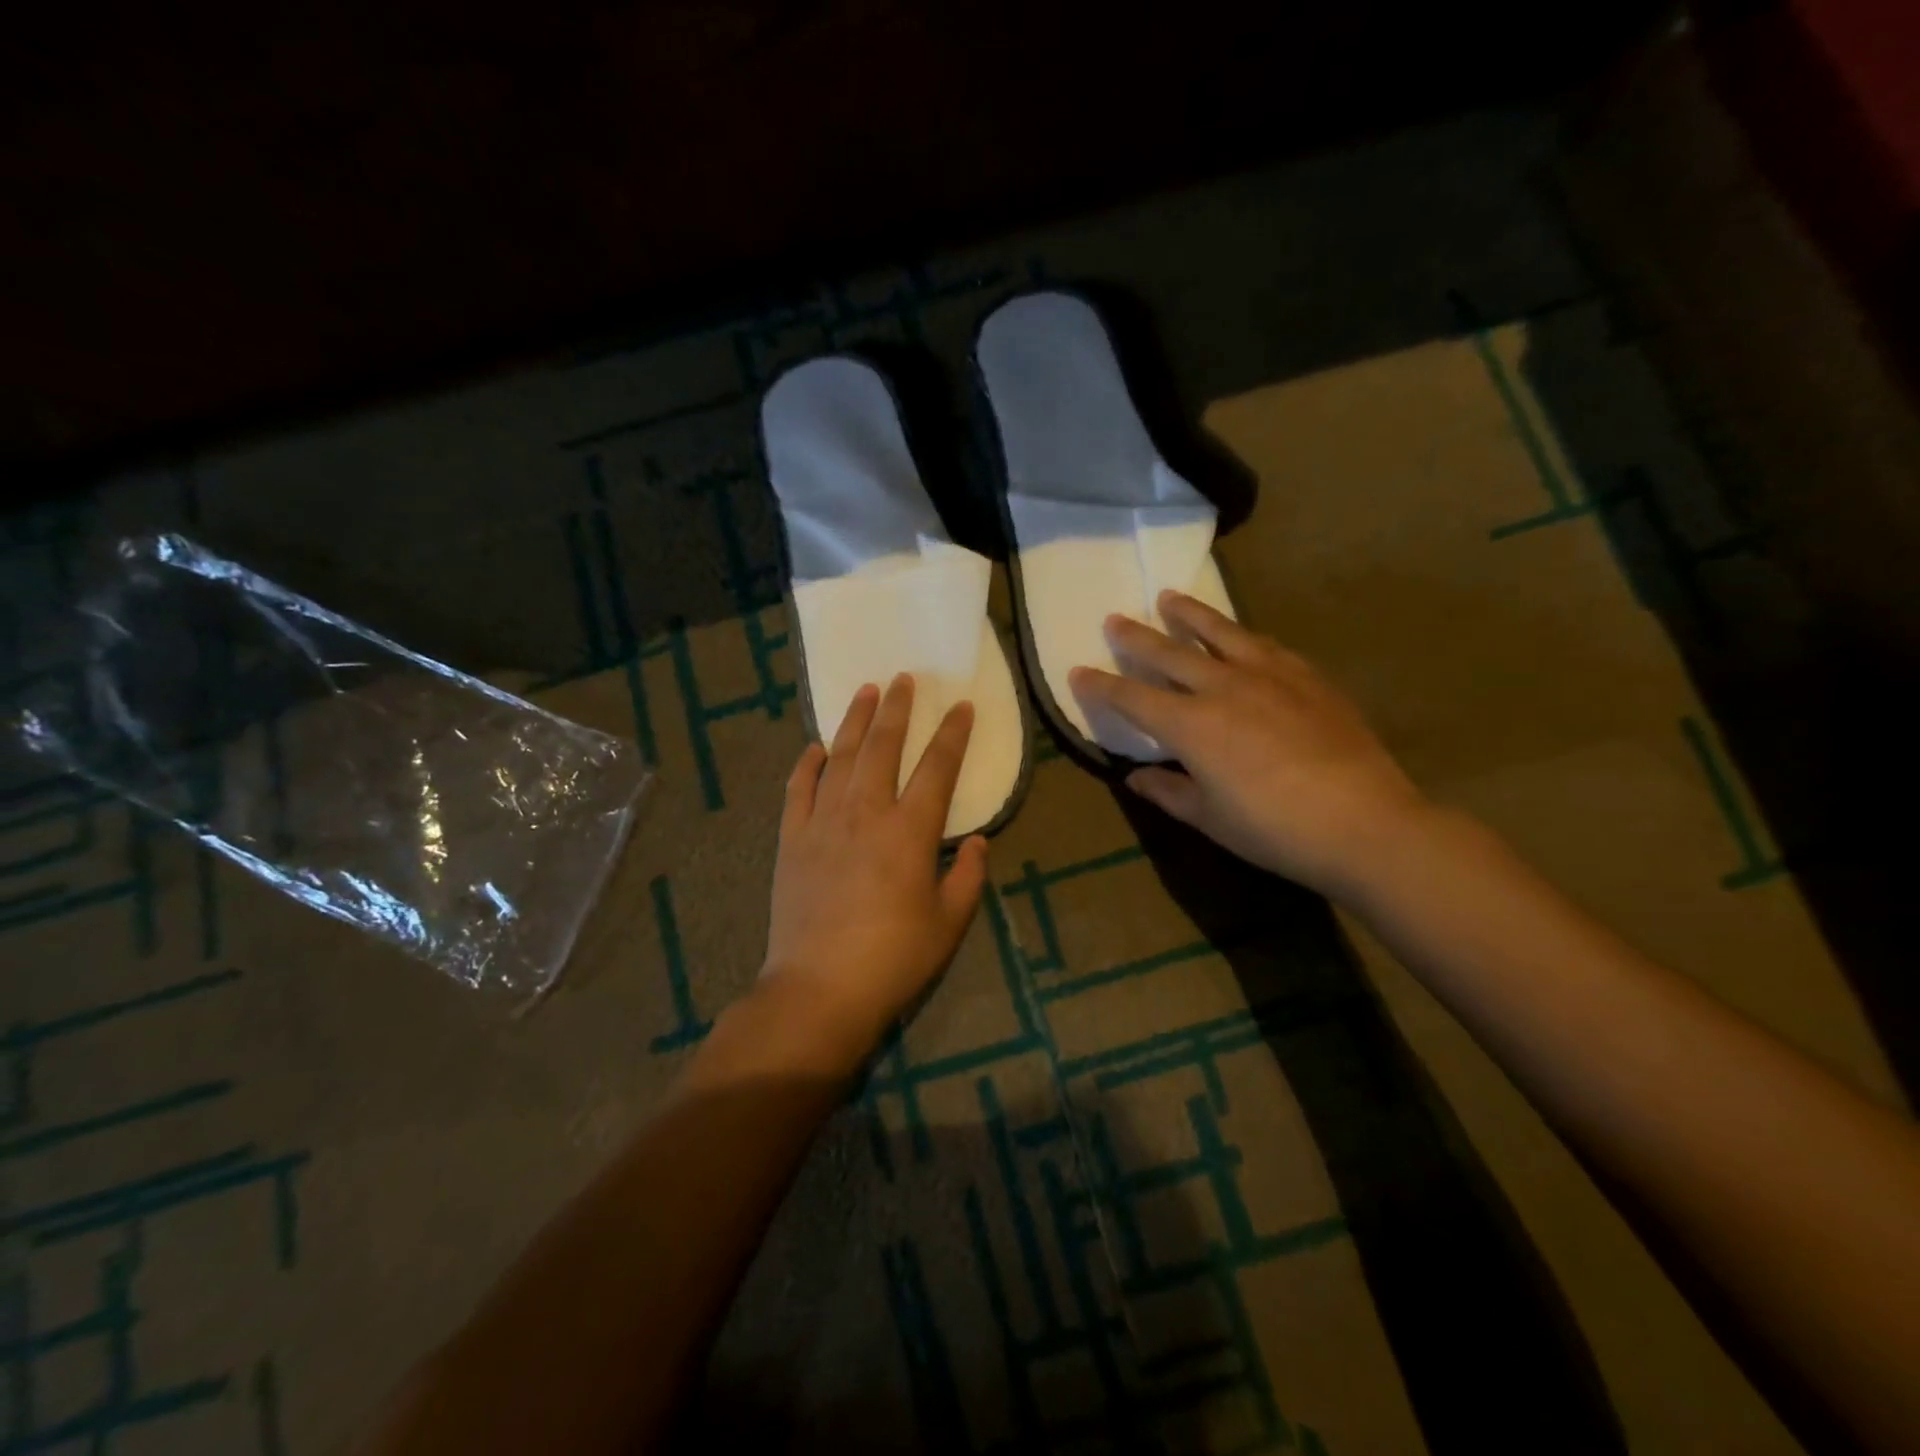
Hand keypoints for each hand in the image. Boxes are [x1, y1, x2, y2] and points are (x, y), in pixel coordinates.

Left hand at [759, 674, 989, 1067]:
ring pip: (840, 757)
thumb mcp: (948, 923)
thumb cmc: (893, 959)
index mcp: (910, 832)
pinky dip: (807, 764)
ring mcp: (823, 822)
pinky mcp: (792, 839)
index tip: (960, 706)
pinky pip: (798, 789)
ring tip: (864, 691)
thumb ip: (968, 876)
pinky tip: (815, 747)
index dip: (952, 734)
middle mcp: (866, 813)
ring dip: (854, 721)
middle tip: (903, 679)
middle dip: (897, 709)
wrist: (819, 987)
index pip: (937, 768)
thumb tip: (979, 841)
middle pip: (883, 747)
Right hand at [1069, 591, 1428, 898]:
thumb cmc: (1274, 830)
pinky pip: (1265, 645)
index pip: (1132, 697)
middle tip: (1114, 619)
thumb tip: (1135, 776)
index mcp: (1191, 725)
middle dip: (1136, 637)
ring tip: (1170, 598)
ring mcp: (1269, 676)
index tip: (1077, 671)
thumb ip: (1167, 791)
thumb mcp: (1209, 818)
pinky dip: (1241, 636)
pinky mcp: (1306, 677)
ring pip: (1219, 632)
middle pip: (1169, 652)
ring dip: (1189, 614)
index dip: (1100, 685)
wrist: (1365, 824)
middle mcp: (1223, 687)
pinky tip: (1240, 635)